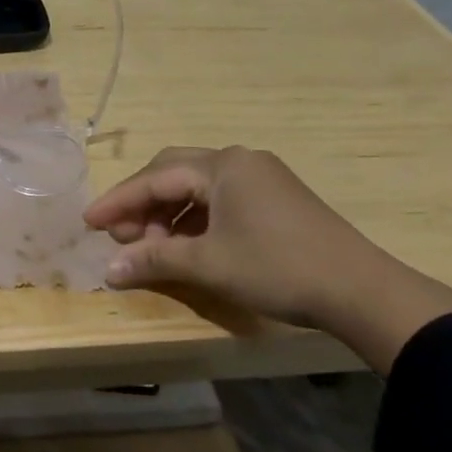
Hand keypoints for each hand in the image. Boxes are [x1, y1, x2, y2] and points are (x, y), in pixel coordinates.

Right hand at [84, 146, 451, 372]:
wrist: (362, 291)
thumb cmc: (277, 268)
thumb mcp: (209, 264)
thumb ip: (154, 260)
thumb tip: (108, 270)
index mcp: (222, 165)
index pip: (155, 178)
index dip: (119, 201)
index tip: (89, 222)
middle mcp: (239, 160)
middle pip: (174, 173)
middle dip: (142, 203)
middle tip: (120, 234)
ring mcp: (261, 177)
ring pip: (197, 187)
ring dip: (169, 213)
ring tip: (153, 245)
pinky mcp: (276, 198)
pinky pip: (220, 199)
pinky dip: (195, 219)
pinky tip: (187, 244)